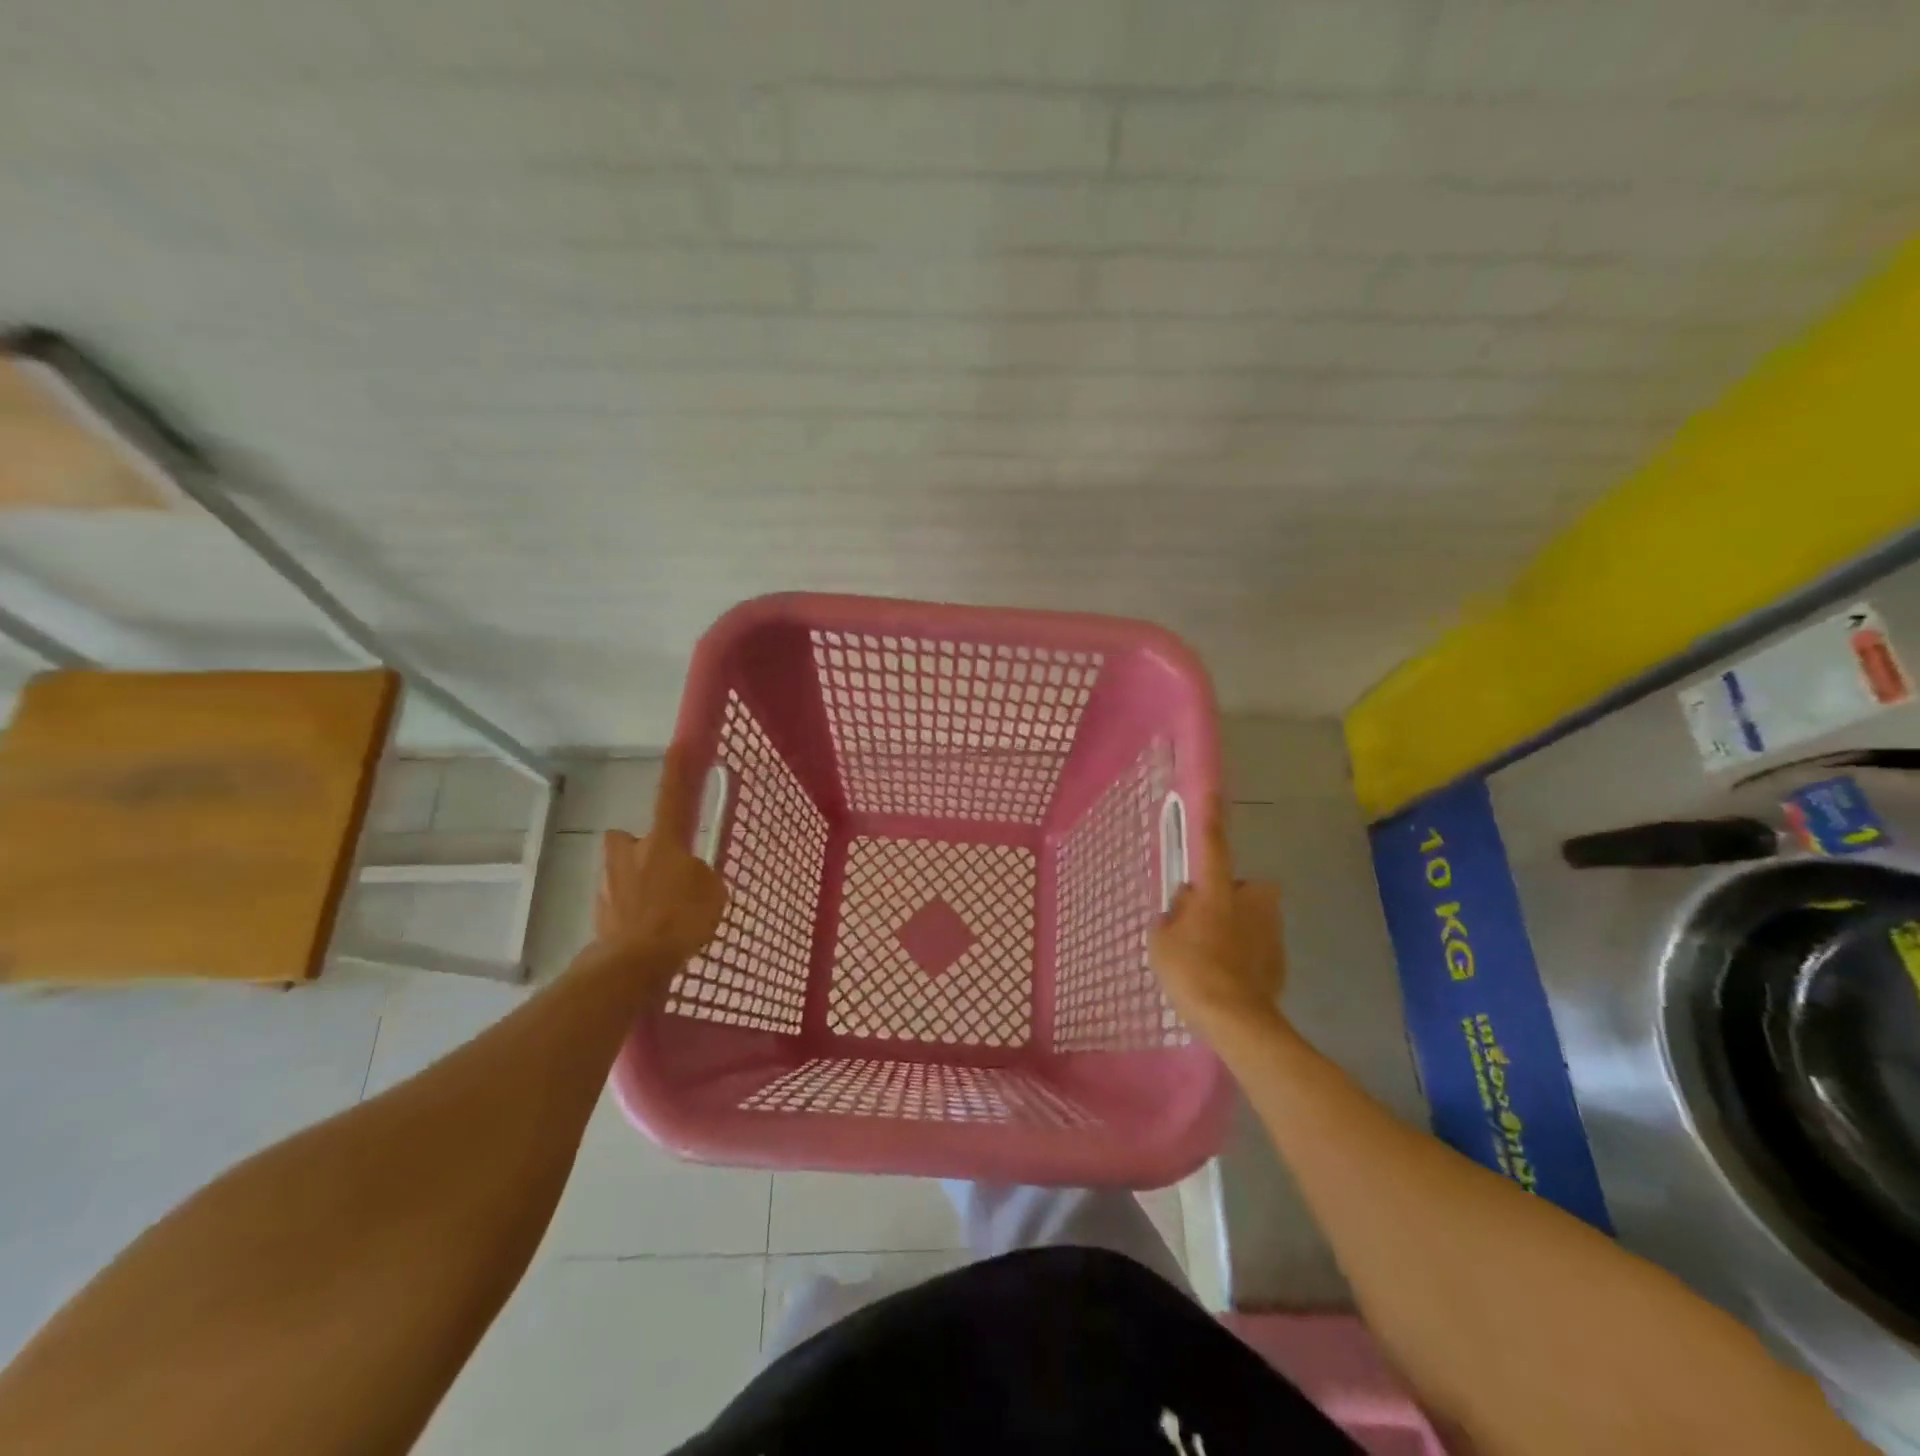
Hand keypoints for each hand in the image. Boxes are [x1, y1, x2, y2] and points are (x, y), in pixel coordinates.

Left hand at [594, 747, 727, 986]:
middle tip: (662, 871)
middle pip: (629, 840)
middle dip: (638, 849)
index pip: (672, 797)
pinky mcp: (598, 911)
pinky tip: (647, 933)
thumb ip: (703, 877)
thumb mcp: (713, 894)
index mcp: (662, 842)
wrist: (633, 963)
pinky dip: (630, 913)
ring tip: (658, 913)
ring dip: (635, 884)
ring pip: (621, 872)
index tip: (679, 745)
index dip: (678, 772)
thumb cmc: (681, 919)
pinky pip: (618, 903)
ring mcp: (608, 882)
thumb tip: (693, 876)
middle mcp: (629, 853)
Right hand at [1149, 795, 1286, 1045]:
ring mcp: (1270, 930)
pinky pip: (1257, 945)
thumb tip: (1185, 903)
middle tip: (1201, 921)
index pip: (1211, 844)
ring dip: (1235, 927)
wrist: (1235, 1021)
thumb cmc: (1191, 971)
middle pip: (1238, 887)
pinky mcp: (1281, 959)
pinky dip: (1245, 955)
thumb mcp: (1161, 939)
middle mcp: (1250, 901)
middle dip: (1226, 897)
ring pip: (1249, 917)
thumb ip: (1173, 913)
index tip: (1213, 790)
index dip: (1209, 817)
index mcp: (1217, 890)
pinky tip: (1228, 978)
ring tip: (1212, 958)